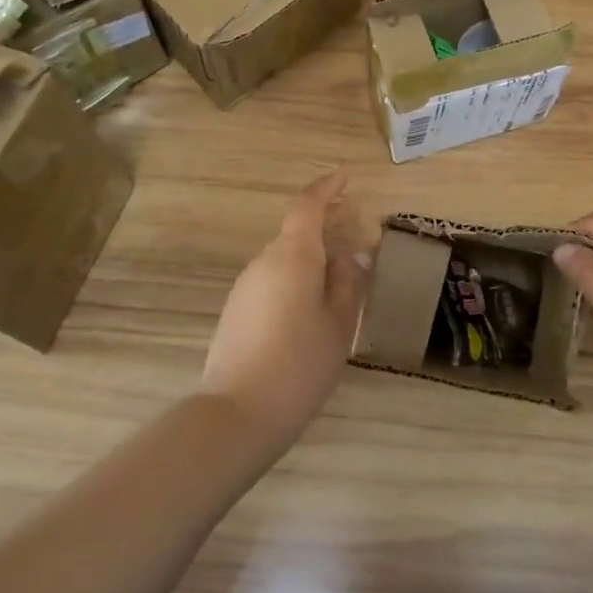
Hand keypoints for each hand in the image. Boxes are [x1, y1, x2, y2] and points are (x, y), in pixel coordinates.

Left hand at [202, 173, 371, 450]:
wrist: (238, 413)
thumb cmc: (300, 362)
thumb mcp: (339, 322)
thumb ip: (349, 282)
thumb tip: (354, 254)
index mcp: (292, 256)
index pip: (308, 206)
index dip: (327, 189)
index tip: (347, 179)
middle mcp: (264, 262)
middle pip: (296, 230)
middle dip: (325, 222)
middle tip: (355, 224)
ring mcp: (246, 286)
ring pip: (285, 256)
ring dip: (312, 252)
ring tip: (342, 268)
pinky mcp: (237, 310)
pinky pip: (273, 278)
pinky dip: (297, 274)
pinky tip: (314, 301)